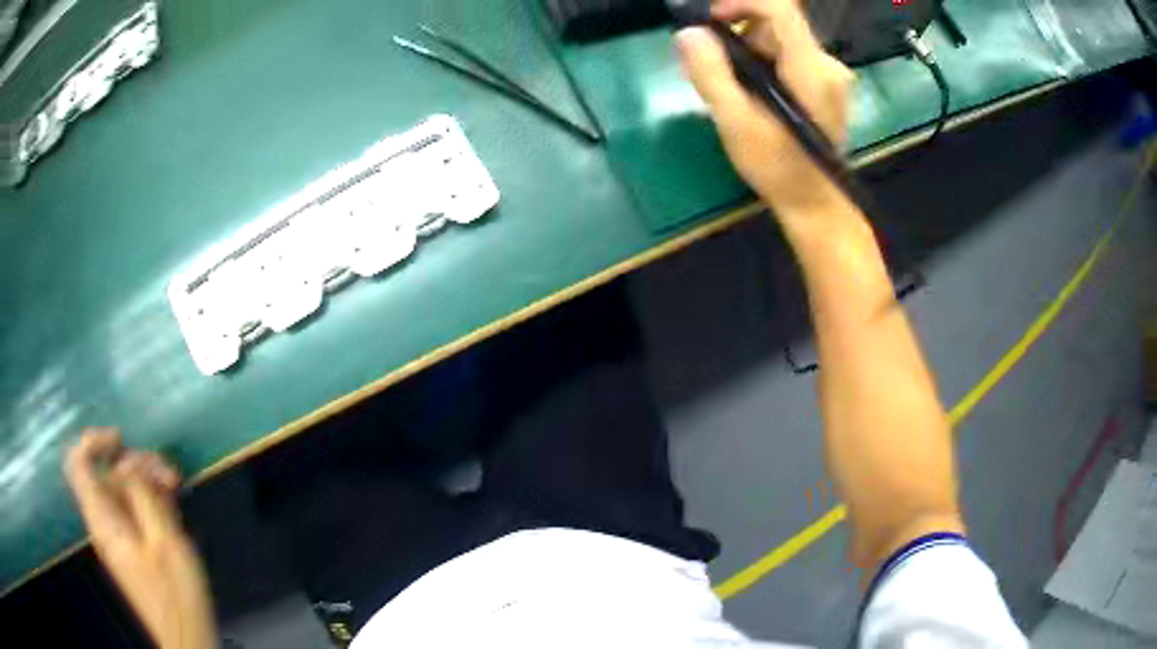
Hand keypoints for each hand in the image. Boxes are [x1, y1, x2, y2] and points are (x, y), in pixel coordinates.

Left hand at [64, 428, 216, 648]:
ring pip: (123, 490)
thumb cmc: (176, 594)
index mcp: (103, 519)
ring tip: (177, 490)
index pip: (78, 465)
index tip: (121, 440)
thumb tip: (129, 462)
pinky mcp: (132, 545)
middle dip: (137, 465)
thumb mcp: (164, 541)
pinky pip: (133, 509)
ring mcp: (118, 535)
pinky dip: (150, 501)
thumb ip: (142, 495)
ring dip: (148, 482)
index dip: (93, 442)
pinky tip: (173, 508)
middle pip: (107, 475)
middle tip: (171, 476)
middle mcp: (104, 521)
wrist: (187, 638)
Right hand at [676, 0, 855, 223]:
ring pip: (781, 39)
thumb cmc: (778, 169)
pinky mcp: (826, 84)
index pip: (780, 8)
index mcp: (811, 69)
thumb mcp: (736, 124)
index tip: (710, 20)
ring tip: (733, 87)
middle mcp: (828, 64)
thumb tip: (688, 33)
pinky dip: (765, 62)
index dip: (741, 2)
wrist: (815, 203)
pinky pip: (790, 55)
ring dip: (750, 51)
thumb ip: (711, 74)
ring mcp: (830, 74)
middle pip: (777, 24)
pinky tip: (754, 92)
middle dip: (740, 34)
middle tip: (715, 66)